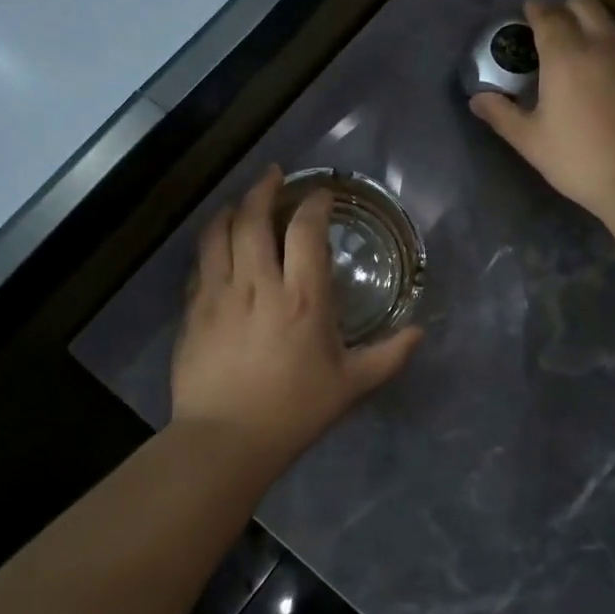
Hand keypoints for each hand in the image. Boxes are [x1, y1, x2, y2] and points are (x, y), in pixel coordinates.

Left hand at [171, 167, 421, 470]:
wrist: (225, 439)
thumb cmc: (294, 410)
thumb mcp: (351, 385)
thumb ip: (388, 356)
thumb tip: (420, 333)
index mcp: (303, 297)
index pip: (306, 230)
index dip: (314, 204)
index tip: (321, 195)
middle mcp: (259, 284)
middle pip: (254, 218)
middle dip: (264, 188)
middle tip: (274, 175)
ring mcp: (220, 294)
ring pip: (219, 233)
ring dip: (230, 208)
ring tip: (240, 200)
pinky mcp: (194, 310)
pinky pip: (200, 263)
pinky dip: (209, 243)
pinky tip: (215, 243)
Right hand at [471, 0, 614, 219]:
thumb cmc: (579, 159)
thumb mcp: (530, 140)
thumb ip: (501, 114)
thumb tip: (476, 98)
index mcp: (566, 56)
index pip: (548, 17)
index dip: (535, 11)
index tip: (526, 11)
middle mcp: (601, 45)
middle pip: (584, 7)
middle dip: (564, 9)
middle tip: (550, 26)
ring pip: (608, 24)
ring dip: (589, 25)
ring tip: (575, 48)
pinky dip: (609, 45)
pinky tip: (602, 72)